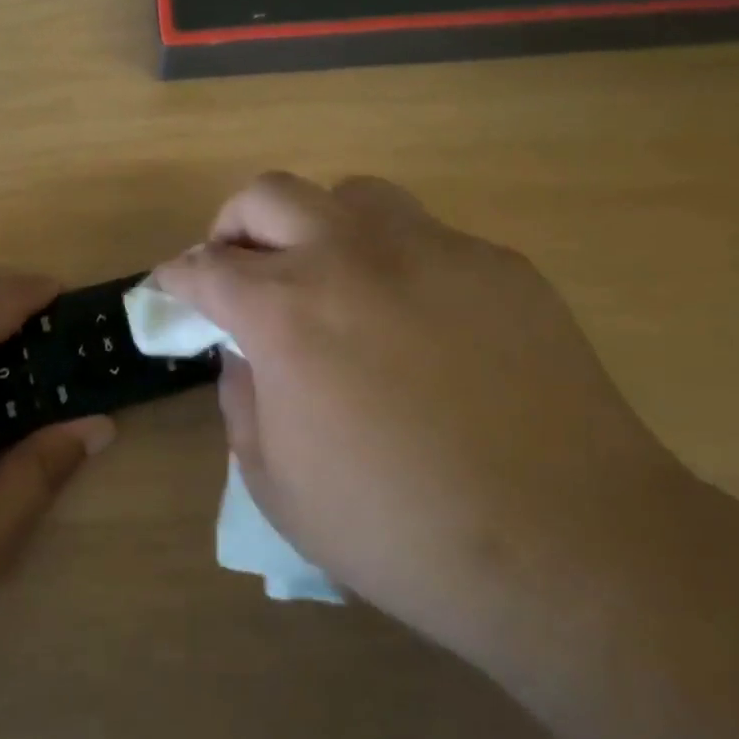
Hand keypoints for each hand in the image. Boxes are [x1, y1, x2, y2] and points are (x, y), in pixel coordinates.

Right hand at [154, 174, 682, 660]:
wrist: (567, 543)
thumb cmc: (399, 529)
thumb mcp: (278, 485)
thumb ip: (242, 402)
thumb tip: (243, 353)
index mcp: (286, 311)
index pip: (206, 268)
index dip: (177, 277)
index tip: (172, 288)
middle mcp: (351, 257)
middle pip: (269, 194)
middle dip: (234, 224)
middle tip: (239, 268)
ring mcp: (432, 250)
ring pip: (353, 195)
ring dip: (319, 226)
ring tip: (329, 278)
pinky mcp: (499, 265)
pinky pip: (428, 238)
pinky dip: (397, 263)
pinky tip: (419, 322)